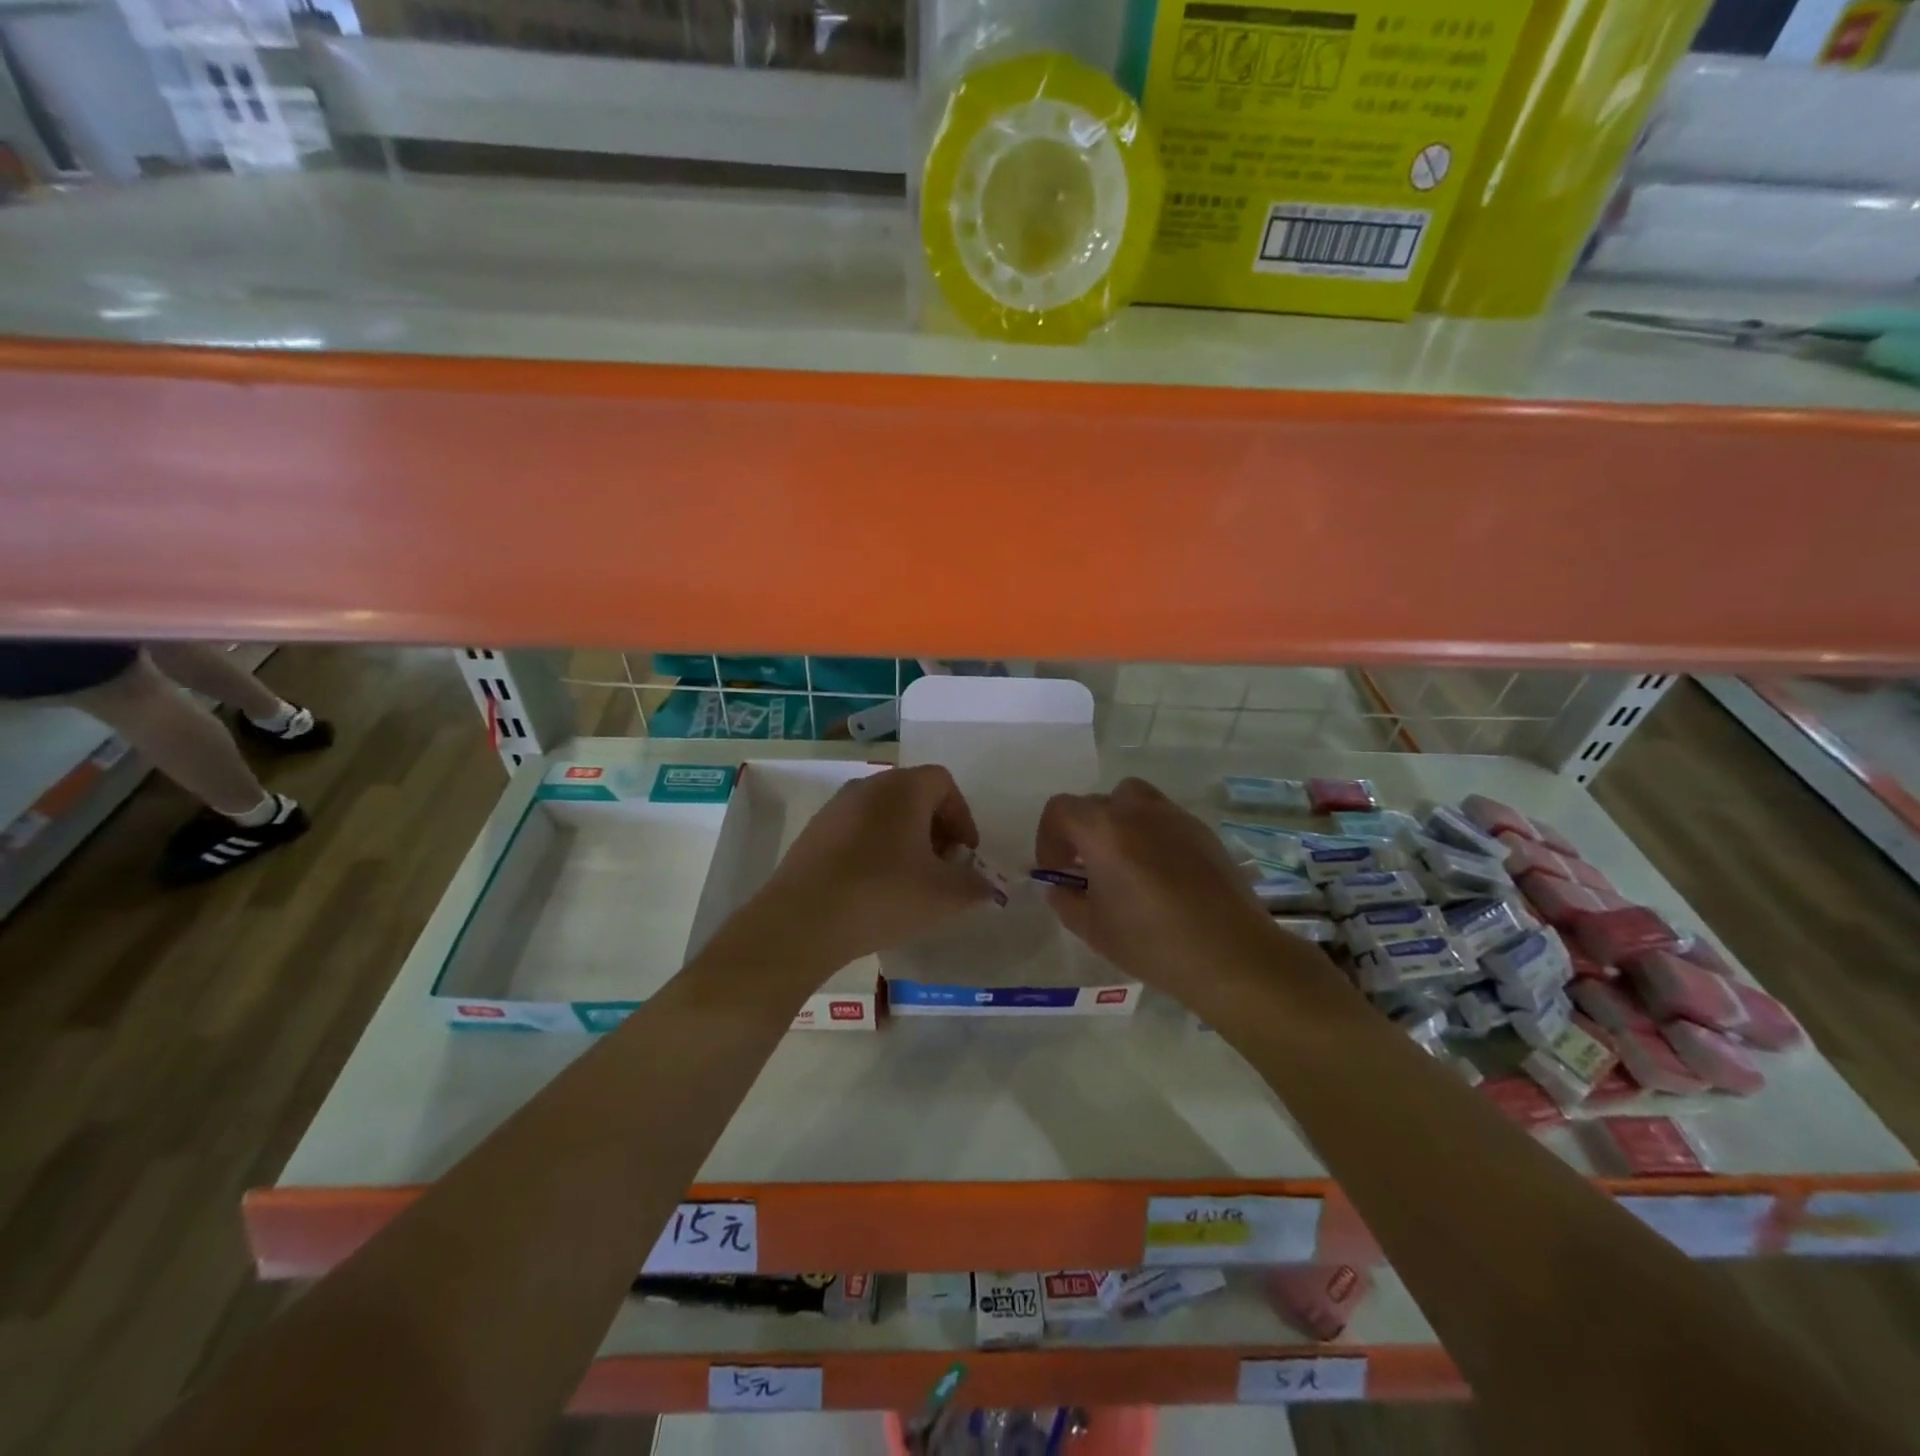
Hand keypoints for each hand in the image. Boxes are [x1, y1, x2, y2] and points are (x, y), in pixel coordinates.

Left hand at [756, 765, 990, 966]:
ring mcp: (835, 808)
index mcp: (903, 788)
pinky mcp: (813, 833)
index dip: (962, 816)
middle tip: (942, 868)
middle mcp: (868, 786)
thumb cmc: (883, 895)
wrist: (802, 920)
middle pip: (913, 795)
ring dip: (904, 839)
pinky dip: (874, 849)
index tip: (965, 854)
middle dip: (935, 828)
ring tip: (909, 881)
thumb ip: (975, 886)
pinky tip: (873, 888)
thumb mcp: (944, 896)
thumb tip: (986, 887)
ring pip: (883, 813)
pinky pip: (856, 831)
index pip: (943, 783)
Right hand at [1034, 777, 1293, 994]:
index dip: (1049, 837)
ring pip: (1133, 801)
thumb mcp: (1094, 929)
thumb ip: (1067, 900)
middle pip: (1097, 802)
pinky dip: (1151, 834)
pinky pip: (1164, 819)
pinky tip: (1160, 875)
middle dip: (1083, 831)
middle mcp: (1137, 811)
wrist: (1230, 954)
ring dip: (1118, 823)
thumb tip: (1059, 887)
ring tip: (1123, 863)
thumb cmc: (1152, 942)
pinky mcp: (1203, 832)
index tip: (1056, 870)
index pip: (1060, 810)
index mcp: (1103, 829)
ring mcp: (1174, 817)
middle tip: (1086, 869)